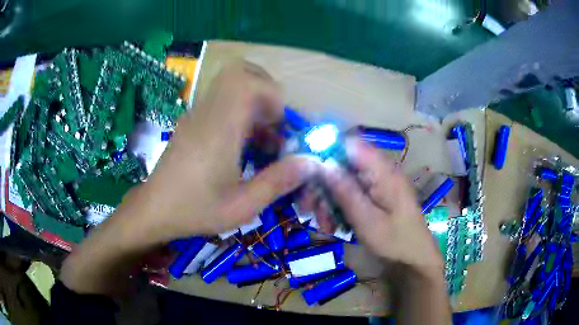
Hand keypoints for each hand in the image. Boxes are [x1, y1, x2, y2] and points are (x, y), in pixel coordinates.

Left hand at [117, 60, 319, 243]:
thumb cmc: (195, 210)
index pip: (247, 82)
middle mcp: (207, 113)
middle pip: (238, 71)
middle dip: (265, 88)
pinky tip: (242, 144)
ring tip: (262, 136)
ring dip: (253, 99)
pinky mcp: (191, 121)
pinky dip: (239, 110)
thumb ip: (278, 182)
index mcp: (219, 130)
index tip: (280, 124)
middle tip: (274, 120)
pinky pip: (220, 99)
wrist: (154, 209)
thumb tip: (312, 162)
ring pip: (229, 82)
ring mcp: (196, 114)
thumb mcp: (242, 207)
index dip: (272, 94)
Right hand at [306, 138, 442, 273]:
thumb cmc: (395, 241)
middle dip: (323, 183)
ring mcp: (377, 183)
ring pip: (344, 180)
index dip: (326, 150)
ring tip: (323, 224)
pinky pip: (351, 192)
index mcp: (383, 172)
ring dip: (328, 199)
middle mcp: (380, 172)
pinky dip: (338, 206)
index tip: (306, 169)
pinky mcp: (375, 194)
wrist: (414, 257)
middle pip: (343, 164)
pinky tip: (333, 225)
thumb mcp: (367, 220)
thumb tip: (323, 164)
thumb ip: (345, 192)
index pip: (351, 145)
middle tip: (308, 206)